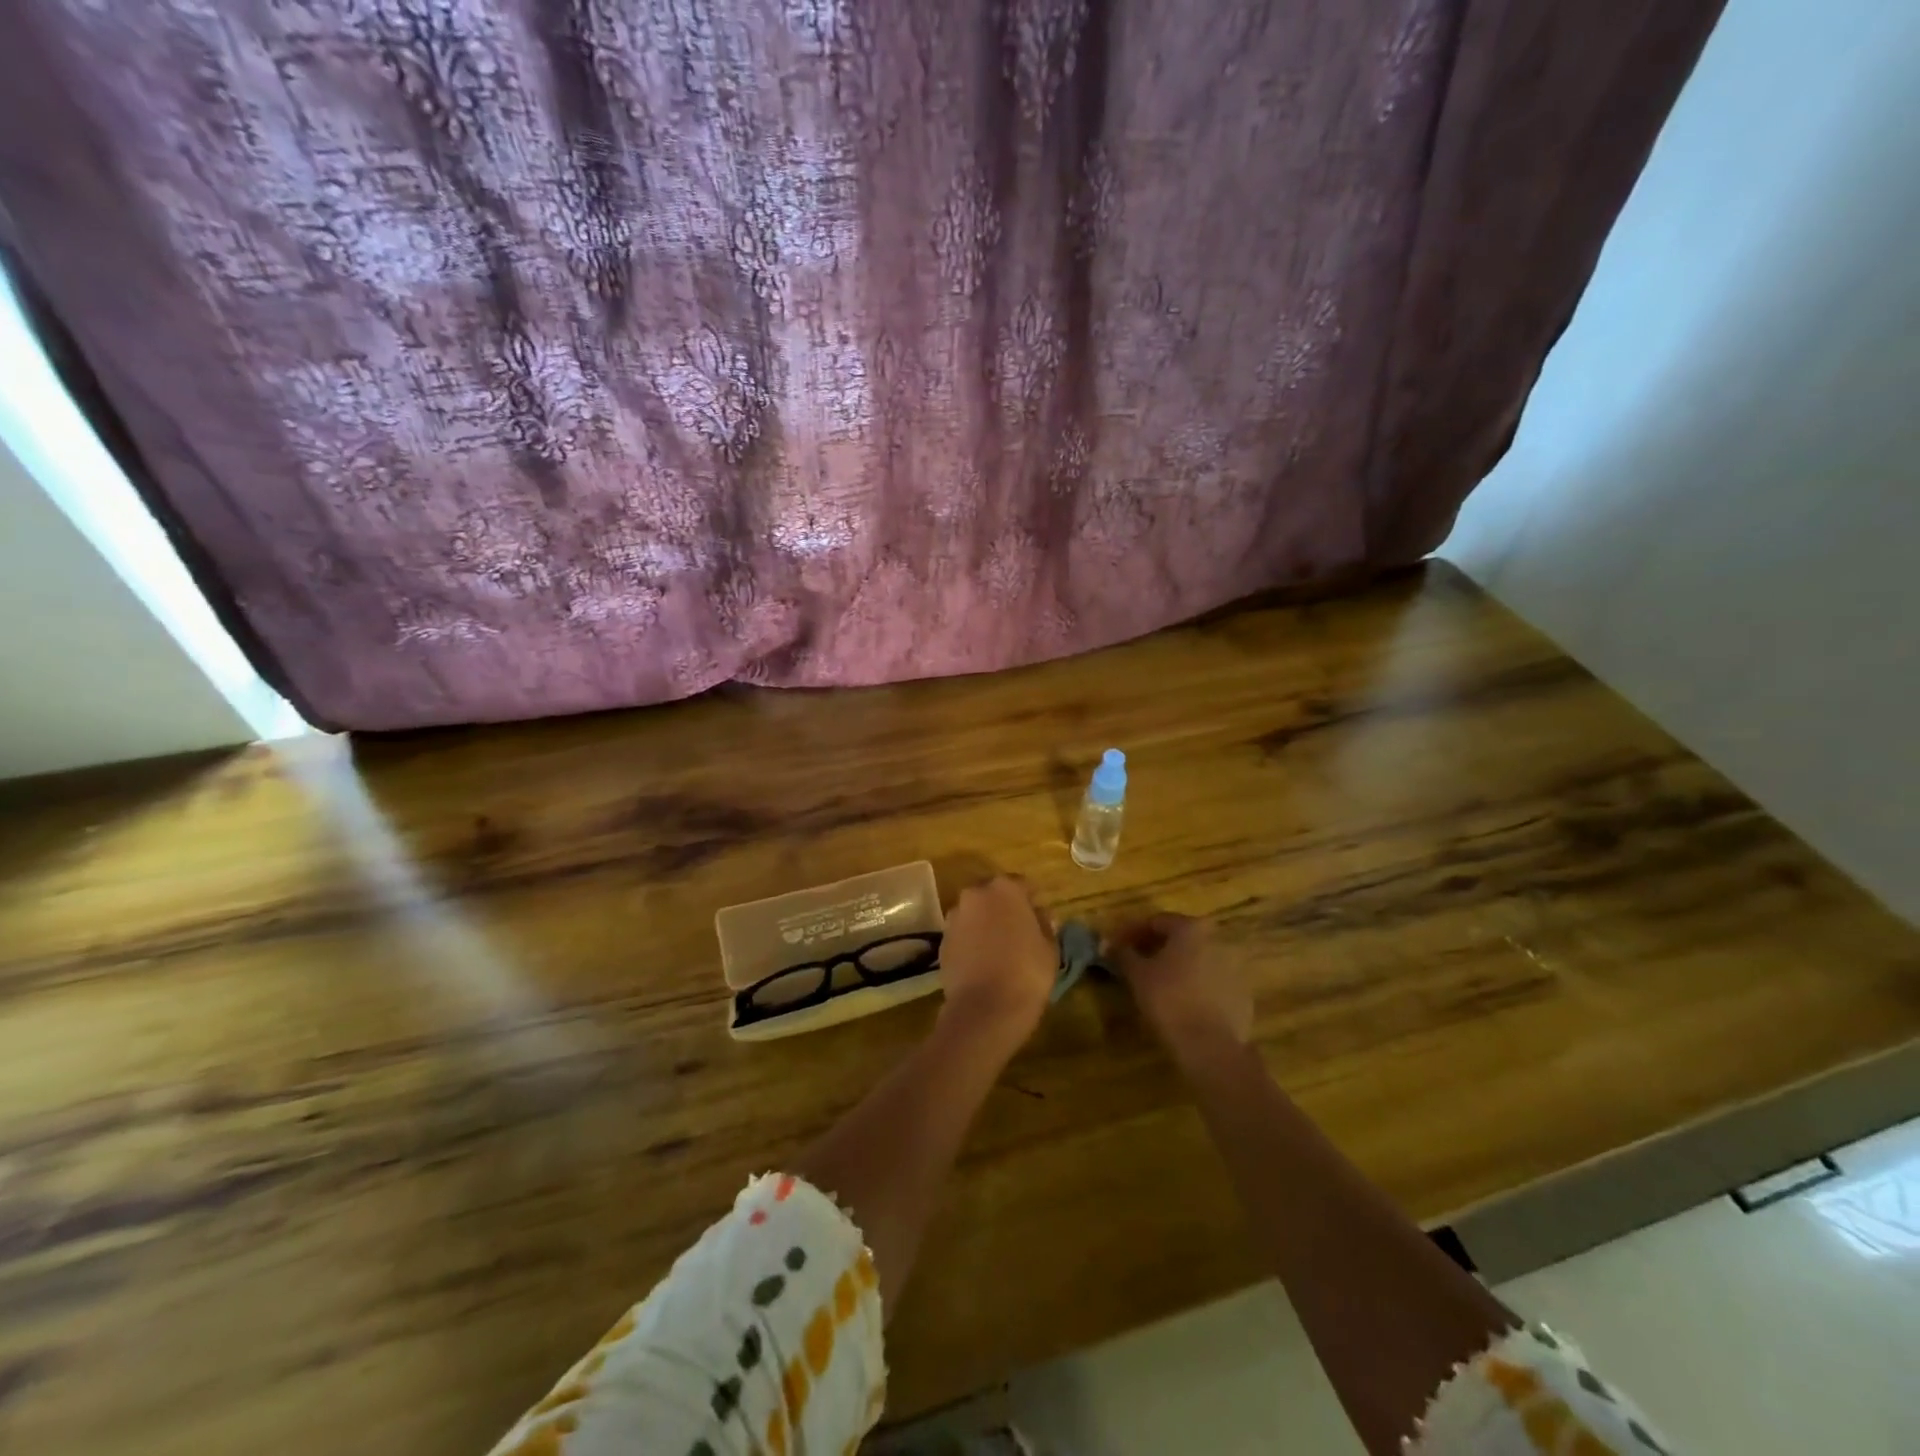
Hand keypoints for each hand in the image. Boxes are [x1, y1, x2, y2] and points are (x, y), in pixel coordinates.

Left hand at [937, 875, 1057, 1050]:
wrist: (984, 1009)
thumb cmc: (1027, 973)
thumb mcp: (1050, 948)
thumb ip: (1045, 924)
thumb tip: (1041, 915)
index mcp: (1005, 889)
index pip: (1023, 885)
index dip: (1032, 900)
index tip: (1040, 917)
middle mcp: (975, 895)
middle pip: (993, 895)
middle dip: (1005, 908)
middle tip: (1019, 931)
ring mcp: (954, 918)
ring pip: (975, 914)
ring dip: (985, 924)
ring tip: (999, 949)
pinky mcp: (942, 941)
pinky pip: (962, 934)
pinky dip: (971, 942)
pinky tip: (982, 963)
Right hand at [1111, 914, 1251, 1062]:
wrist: (1211, 1047)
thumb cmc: (1169, 1001)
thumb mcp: (1137, 975)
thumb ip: (1123, 953)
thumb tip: (1109, 944)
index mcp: (1192, 928)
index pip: (1156, 921)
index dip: (1131, 933)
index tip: (1116, 947)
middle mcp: (1218, 939)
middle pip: (1180, 938)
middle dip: (1156, 947)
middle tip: (1135, 962)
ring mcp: (1236, 966)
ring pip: (1198, 959)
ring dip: (1178, 966)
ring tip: (1157, 984)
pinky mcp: (1243, 992)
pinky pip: (1213, 980)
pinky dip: (1196, 984)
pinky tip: (1182, 1001)